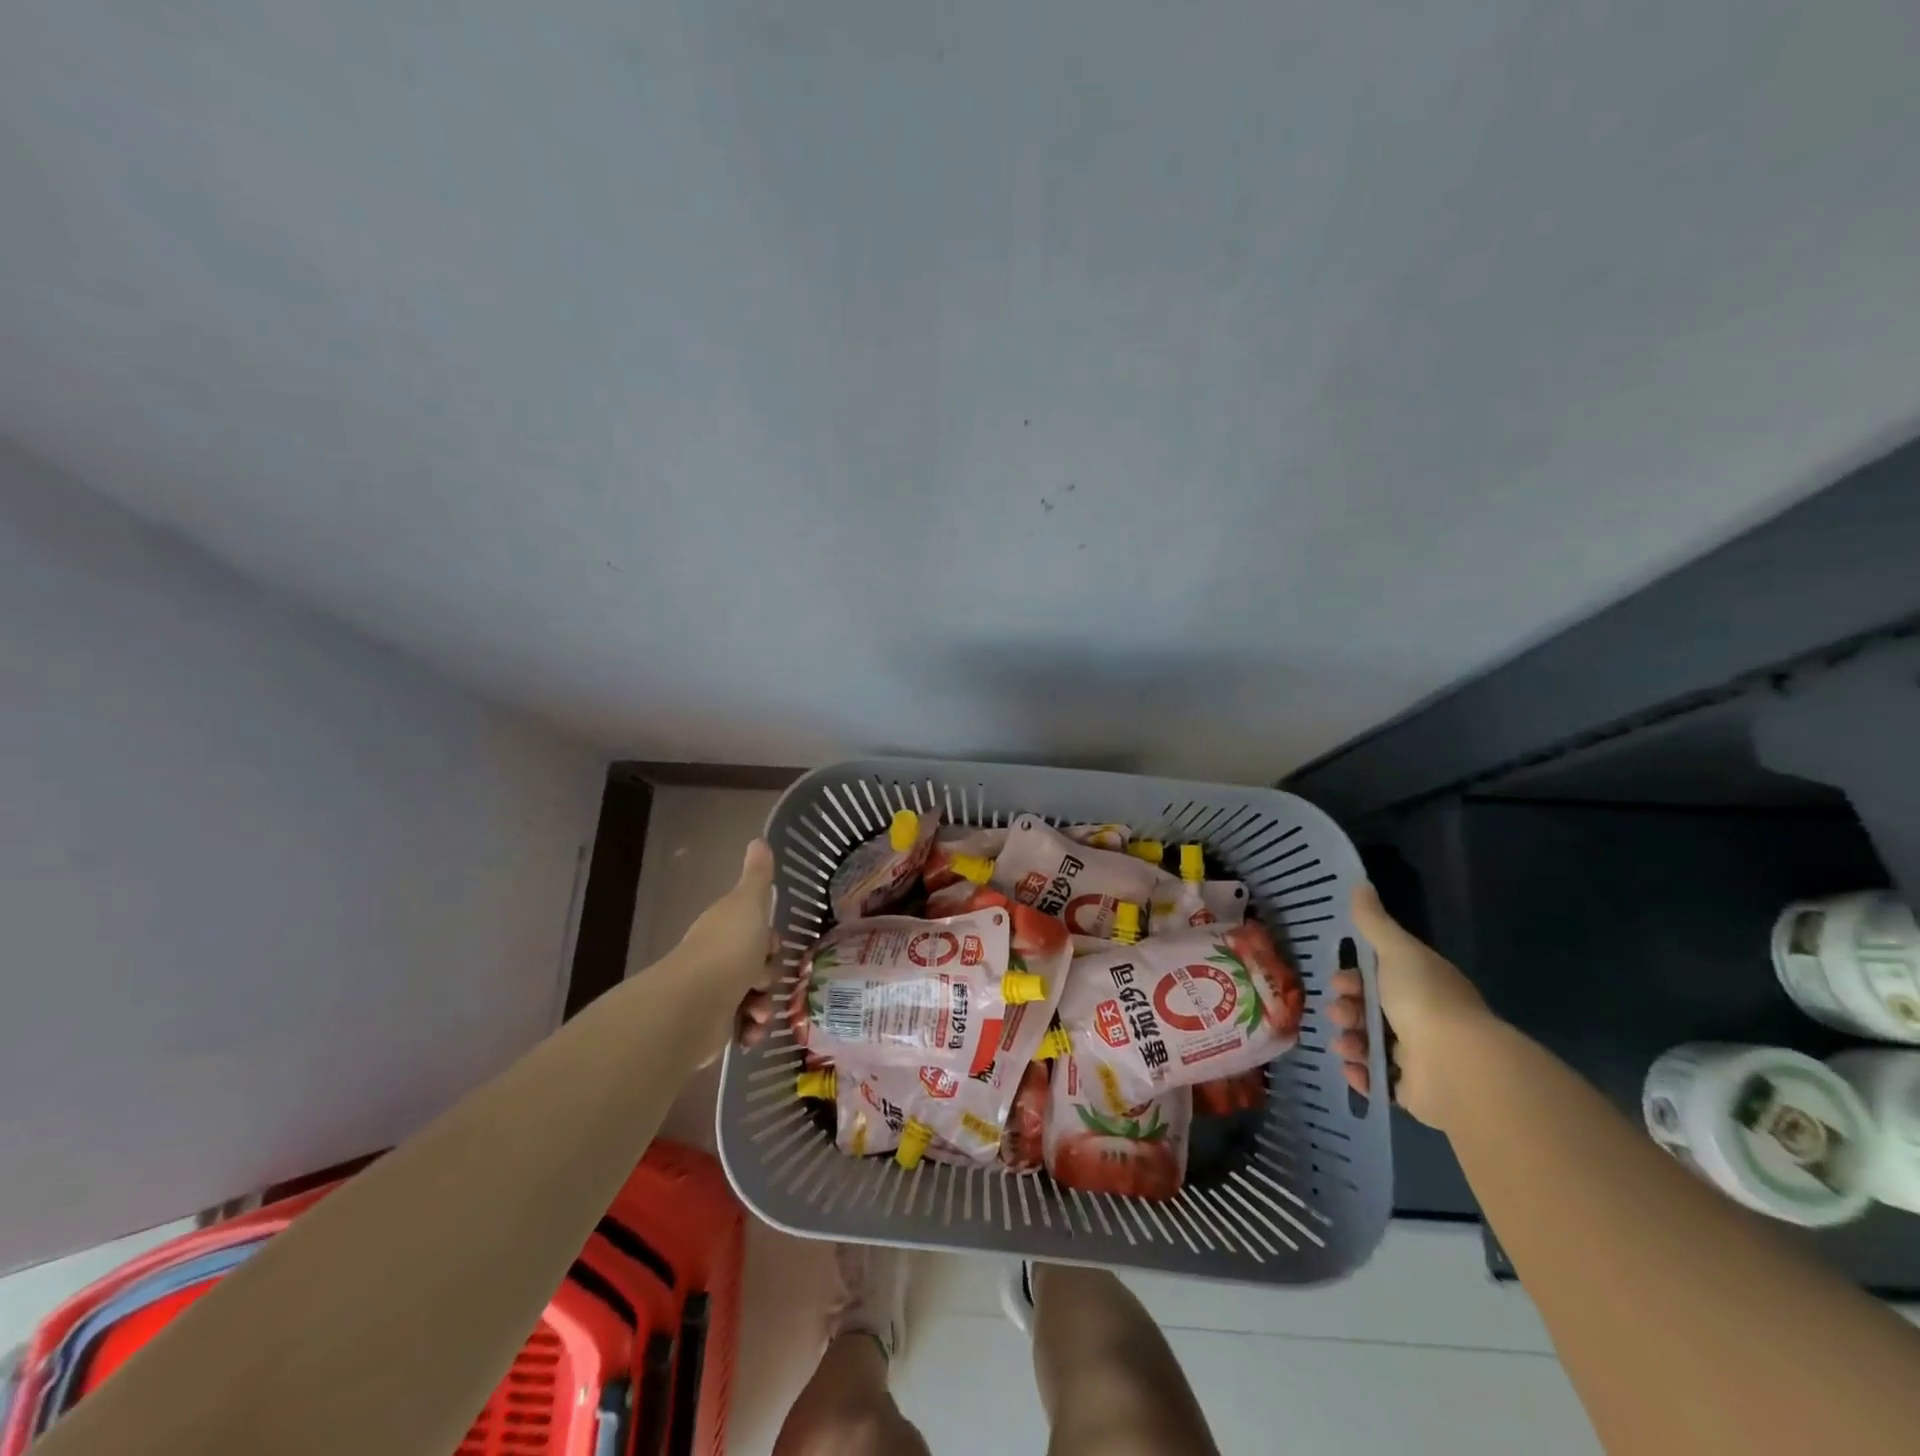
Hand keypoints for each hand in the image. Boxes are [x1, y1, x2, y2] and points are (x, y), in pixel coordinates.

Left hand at [667, 839, 778, 1057]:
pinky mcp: (712, 1026)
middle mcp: (717, 958)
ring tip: (758, 1012)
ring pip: (753, 996)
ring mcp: (714, 993)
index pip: (756, 933)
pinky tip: (750, 1031)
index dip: (770, 941)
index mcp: (725, 928)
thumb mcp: (750, 904)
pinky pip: (742, 1027)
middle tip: (765, 981)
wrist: (695, 1005)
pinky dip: (750, 1030)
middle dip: (769, 976)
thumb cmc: (728, 949)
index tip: (773, 948)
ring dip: (763, 1006)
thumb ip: (758, 876)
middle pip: (757, 965)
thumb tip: (758, 839)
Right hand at [1328, 881, 1488, 1128]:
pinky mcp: (1415, 1092)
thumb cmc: (1423, 999)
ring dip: (1350, 1041)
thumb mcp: (1396, 951)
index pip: (1381, 978)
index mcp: (1423, 986)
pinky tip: (1353, 1068)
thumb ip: (1374, 922)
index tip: (1338, 980)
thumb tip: (1359, 883)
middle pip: (1372, 1011)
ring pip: (1371, 1045)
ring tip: (1345, 1045)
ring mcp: (1421, 1058)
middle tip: (1338, 1013)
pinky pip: (1379, 1081)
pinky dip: (1362, 1075)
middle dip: (1347, 1009)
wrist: (1456, 1064)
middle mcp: (1424, 1019)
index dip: (1354, 977)